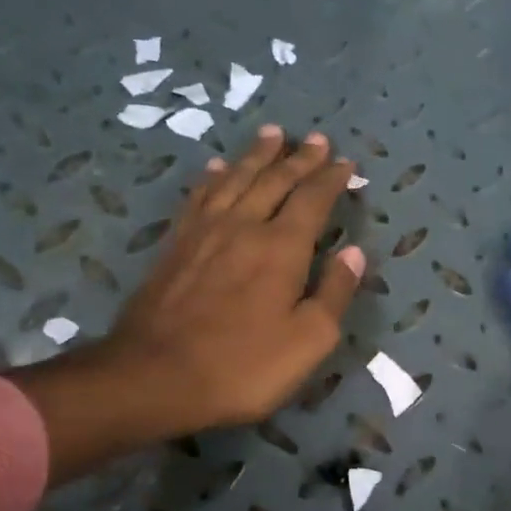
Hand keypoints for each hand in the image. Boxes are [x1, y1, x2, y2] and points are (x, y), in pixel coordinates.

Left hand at [13, 127, 363, 481]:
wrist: (156, 376)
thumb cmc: (244, 365)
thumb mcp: (309, 340)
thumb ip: (334, 292)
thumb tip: (355, 252)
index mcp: (282, 248)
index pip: (313, 200)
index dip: (331, 179)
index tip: (346, 162)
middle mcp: (244, 226)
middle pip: (275, 180)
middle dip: (299, 158)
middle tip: (316, 138)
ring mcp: (204, 232)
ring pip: (236, 179)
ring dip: (257, 156)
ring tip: (272, 134)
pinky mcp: (175, 245)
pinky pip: (199, 197)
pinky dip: (213, 178)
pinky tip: (217, 168)